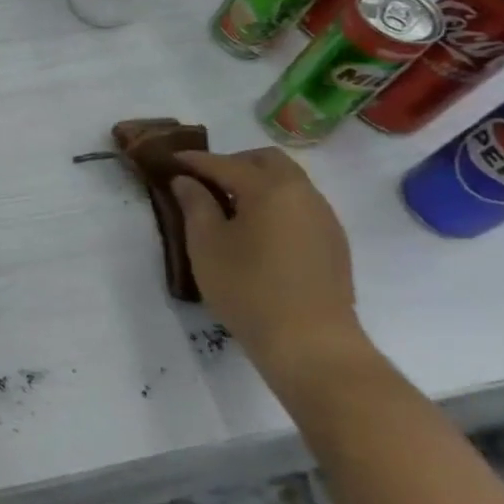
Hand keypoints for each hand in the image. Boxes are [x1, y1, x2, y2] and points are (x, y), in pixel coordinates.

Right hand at [170, 148, 368, 389]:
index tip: (170, 160)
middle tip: (205, 181)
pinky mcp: (334, 243)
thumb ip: (195, 204)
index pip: (224, 163)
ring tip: (229, 207)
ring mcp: (324, 218)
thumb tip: (186, 181)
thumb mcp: (206, 244)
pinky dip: (276, 204)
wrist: (311, 344)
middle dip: (233, 163)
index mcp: (269, 188)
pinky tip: (258, 231)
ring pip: (288, 182)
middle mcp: (302, 193)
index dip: (193, 160)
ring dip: (258, 183)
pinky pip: (300, 206)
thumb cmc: (248, 289)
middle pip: (266, 161)